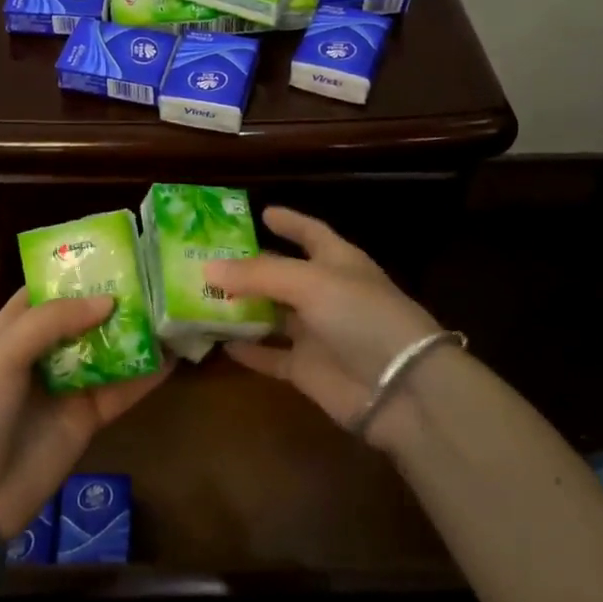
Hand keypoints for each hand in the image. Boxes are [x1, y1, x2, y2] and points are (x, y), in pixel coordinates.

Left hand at [0, 289, 171, 538]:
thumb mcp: (3, 354)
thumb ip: (53, 320)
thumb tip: (109, 301)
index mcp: (14, 328)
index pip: (49, 288)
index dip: (78, 270)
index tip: (117, 250)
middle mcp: (44, 350)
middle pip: (86, 315)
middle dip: (118, 297)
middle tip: (159, 275)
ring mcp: (68, 384)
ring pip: (109, 349)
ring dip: (137, 332)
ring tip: (175, 307)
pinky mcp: (88, 417)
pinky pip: (122, 389)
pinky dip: (147, 374)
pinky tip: (176, 356)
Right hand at [209, 207, 447, 450]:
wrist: (400, 388)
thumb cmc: (361, 316)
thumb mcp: (310, 282)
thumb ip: (258, 274)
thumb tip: (207, 268)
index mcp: (338, 262)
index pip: (311, 233)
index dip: (289, 221)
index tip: (260, 213)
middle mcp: (326, 293)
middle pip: (282, 273)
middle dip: (250, 266)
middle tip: (208, 258)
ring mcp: (316, 332)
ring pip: (271, 314)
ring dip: (242, 307)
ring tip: (202, 296)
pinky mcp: (307, 368)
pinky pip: (271, 355)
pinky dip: (248, 349)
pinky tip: (219, 342)